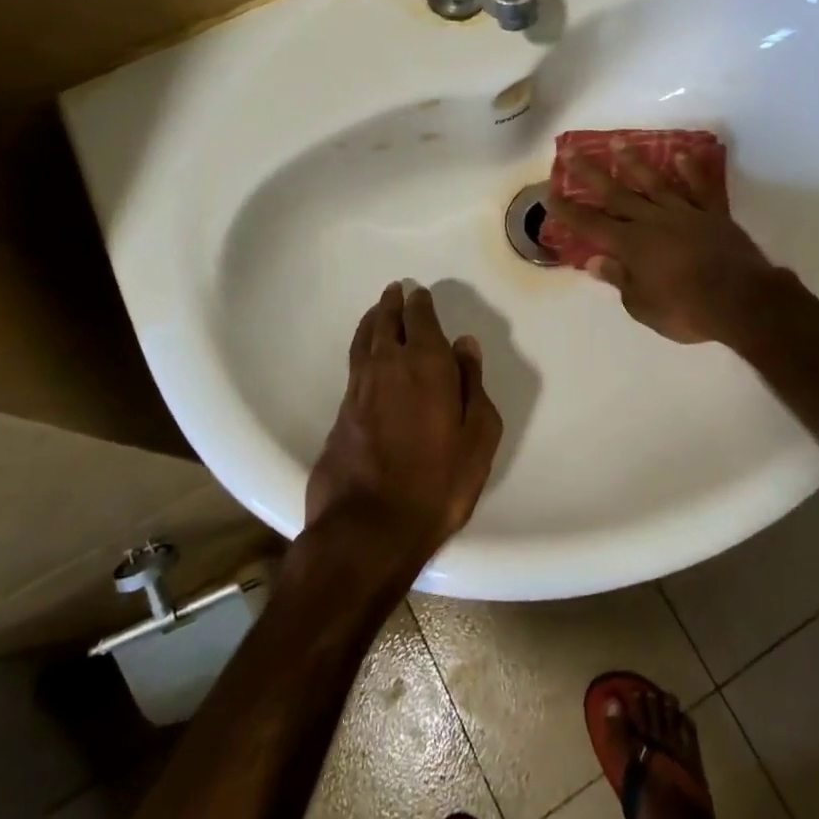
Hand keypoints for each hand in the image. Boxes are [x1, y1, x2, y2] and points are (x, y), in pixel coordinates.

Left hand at [305, 283, 502, 571]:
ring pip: (365, 340)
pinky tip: (367, 354)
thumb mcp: (477, 437)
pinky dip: (362, 347)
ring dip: (373, 320)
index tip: (419, 293)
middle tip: (396, 291)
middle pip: (386, 322)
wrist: (369, 528)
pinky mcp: (341, 413)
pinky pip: (355, 364)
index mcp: (426, 364)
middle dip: (393, 304)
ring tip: (378, 310)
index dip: (420, 304)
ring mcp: (360, 388)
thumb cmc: (437, 483)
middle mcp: (388, 366)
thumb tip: (465, 345)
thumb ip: (473, 385)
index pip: (420, 320)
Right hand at [545, 143, 784, 344]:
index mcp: (631, 245)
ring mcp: (684, 213)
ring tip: (619, 141)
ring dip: (635, 162)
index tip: (550, 193)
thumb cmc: (687, 310)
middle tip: (570, 151)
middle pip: (616, 194)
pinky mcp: (713, 215)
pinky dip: (691, 170)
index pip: (591, 225)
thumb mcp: (643, 306)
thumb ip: (619, 279)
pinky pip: (700, 188)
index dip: (569, 211)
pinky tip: (681, 155)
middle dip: (590, 173)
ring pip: (654, 182)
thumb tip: (594, 261)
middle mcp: (652, 221)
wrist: (742, 301)